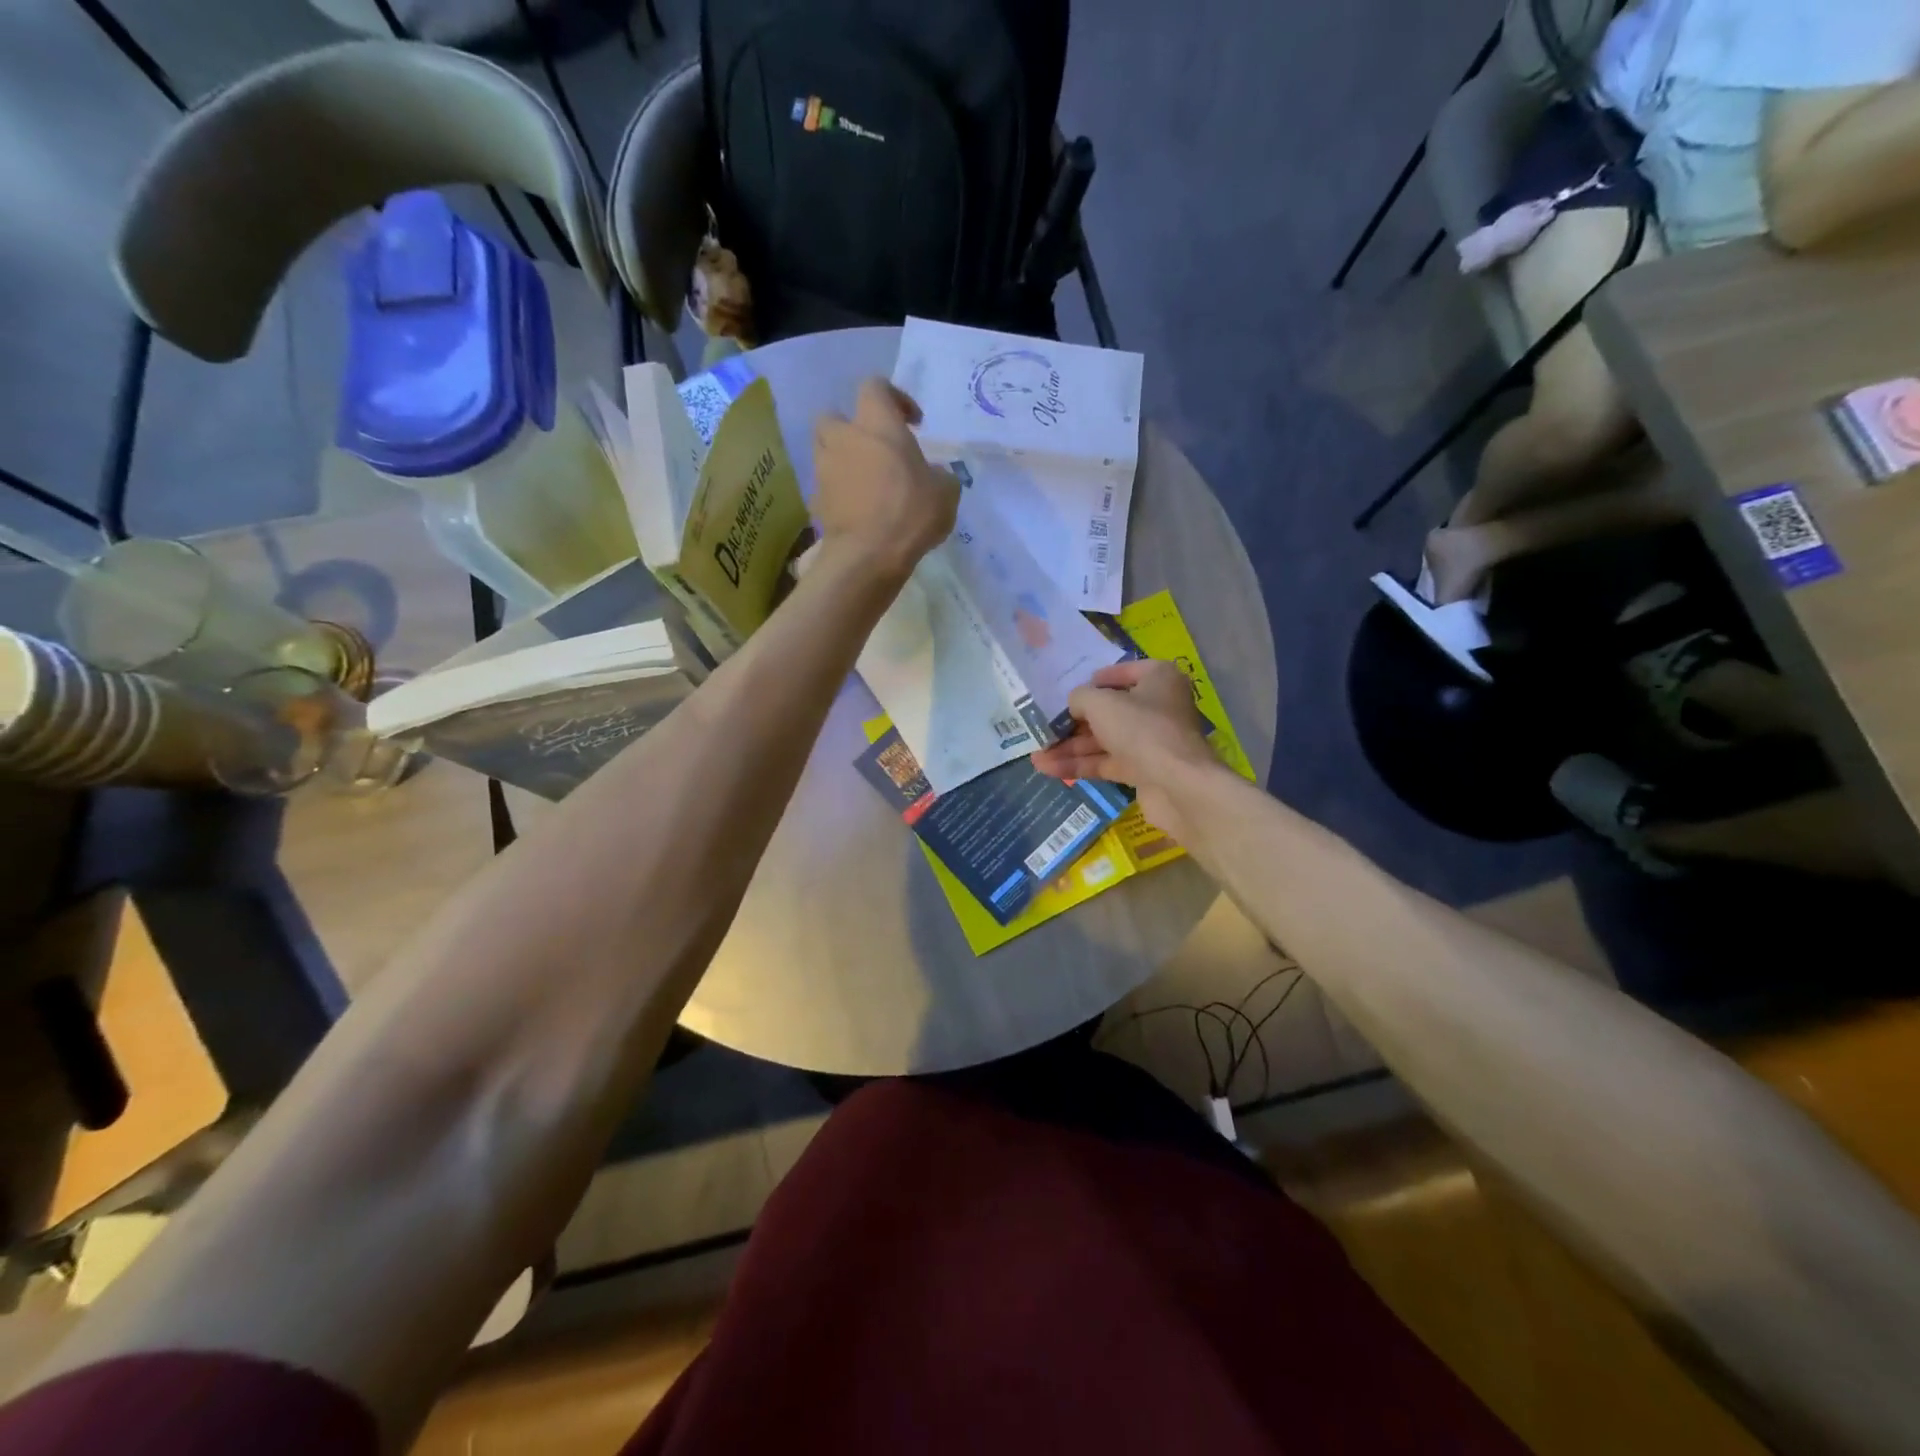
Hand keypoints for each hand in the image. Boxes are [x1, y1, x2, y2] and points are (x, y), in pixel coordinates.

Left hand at [812, 380, 959, 581]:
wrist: (868, 555)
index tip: (913, 423)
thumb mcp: (946, 492)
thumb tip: (932, 476)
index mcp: (877, 424)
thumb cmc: (911, 512)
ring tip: (867, 484)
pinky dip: (839, 493)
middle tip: (876, 451)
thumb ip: (939, 476)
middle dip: (852, 428)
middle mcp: (844, 438)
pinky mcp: (815, 501)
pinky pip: (826, 488)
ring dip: (843, 461)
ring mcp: (824, 470)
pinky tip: (858, 512)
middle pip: (835, 416)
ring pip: (826, 452)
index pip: (875, 386)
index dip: (894, 398)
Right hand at [1030, 659, 1218, 839]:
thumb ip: (1080, 698)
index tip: (1069, 690)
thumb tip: (1074, 705)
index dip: (1095, 680)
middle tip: (1043, 727)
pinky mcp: (1143, 770)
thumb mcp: (1101, 703)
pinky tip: (1048, 769)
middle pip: (1109, 710)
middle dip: (1073, 722)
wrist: (1178, 785)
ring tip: (1036, 755)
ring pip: (1104, 740)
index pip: (1123, 672)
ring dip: (1070, 747)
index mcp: (1158, 679)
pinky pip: (1106, 763)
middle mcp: (1157, 707)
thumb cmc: (1141, 729)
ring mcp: (1150, 741)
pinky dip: (1080, 765)